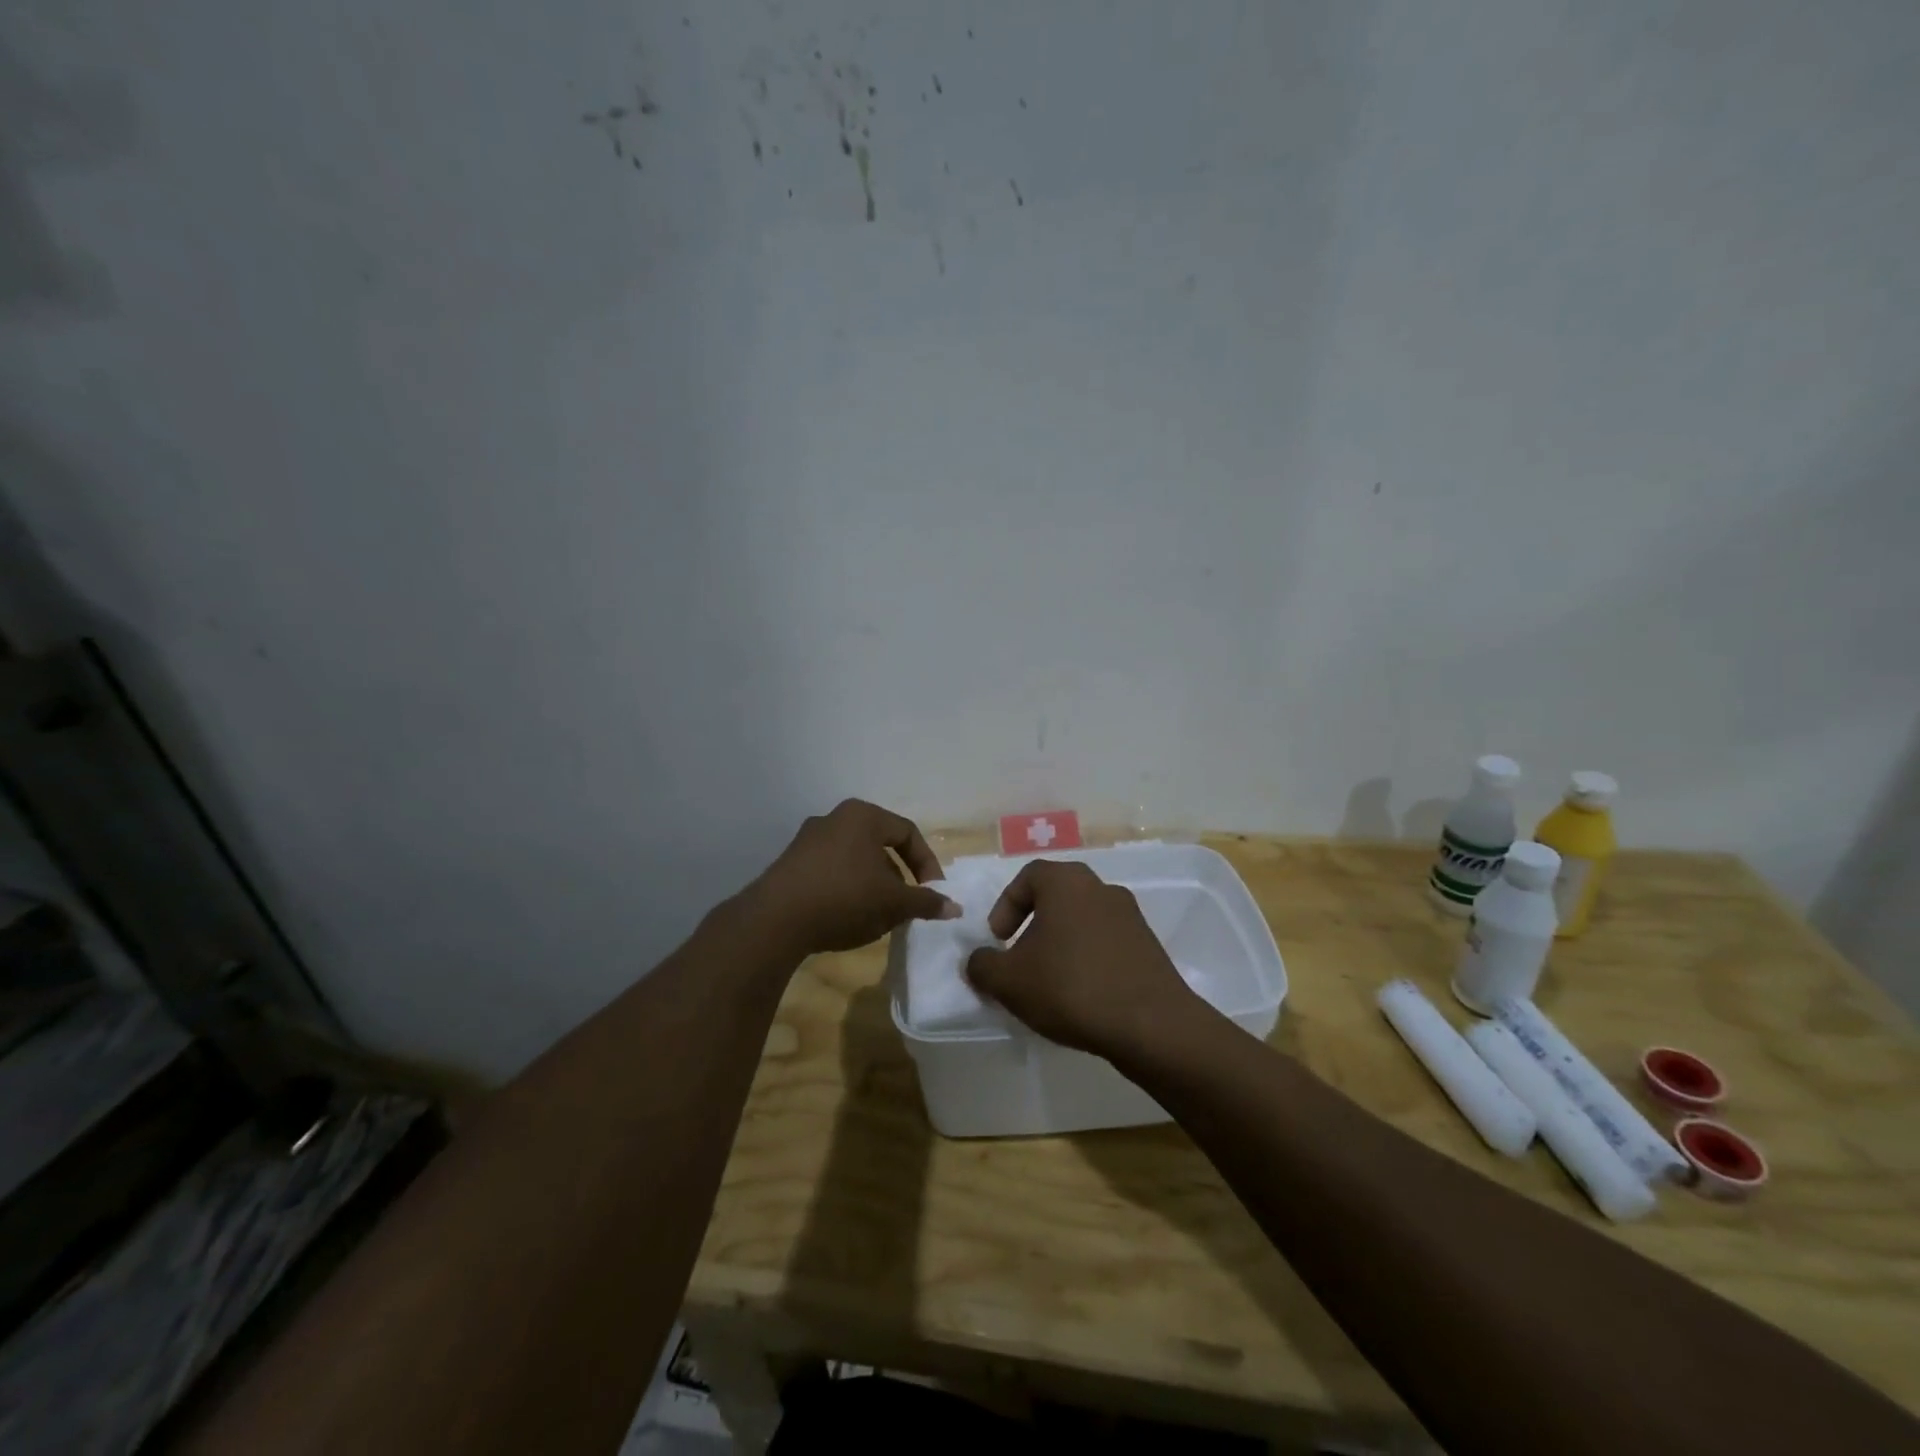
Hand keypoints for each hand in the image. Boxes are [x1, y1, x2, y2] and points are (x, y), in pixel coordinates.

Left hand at [745, 799, 958, 955]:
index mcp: (862, 816)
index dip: (927, 864)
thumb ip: (925, 902)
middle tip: (906, 905)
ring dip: (874, 885)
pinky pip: (831, 871)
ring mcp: (808, 840)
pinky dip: (848, 890)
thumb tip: (955, 908)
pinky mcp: (790, 864)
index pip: (907, 833)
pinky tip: (848, 918)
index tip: (933, 893)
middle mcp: (834, 818)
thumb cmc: (844, 898)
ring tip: (879, 916)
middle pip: (880, 845)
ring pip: (855, 860)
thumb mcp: (893, 903)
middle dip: (899, 877)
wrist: (774, 920)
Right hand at [964, 859, 1209, 1060]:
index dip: (1005, 906)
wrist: (1151, 1025)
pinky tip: (1081, 996)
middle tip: (1020, 961)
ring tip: (1049, 984)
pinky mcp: (1148, 946)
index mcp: (1066, 882)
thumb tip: (978, 960)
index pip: (1028, 877)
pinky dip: (1088, 960)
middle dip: (1032, 927)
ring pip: (1082, 921)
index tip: (998, 941)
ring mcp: (1130, 916)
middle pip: (1056, 897)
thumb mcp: (1009, 981)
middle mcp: (1100, 888)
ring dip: (1061, 945)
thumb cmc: (1071, 987)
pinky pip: (1106, 943)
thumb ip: (982, 965)